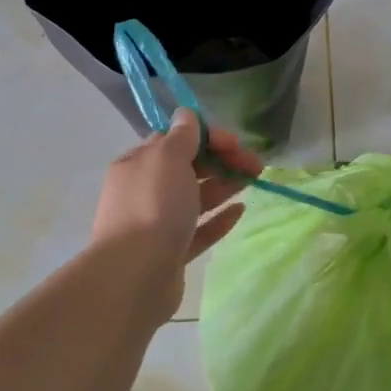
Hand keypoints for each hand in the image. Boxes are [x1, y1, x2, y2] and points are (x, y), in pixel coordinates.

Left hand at [92, 109, 262, 271]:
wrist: (135, 275)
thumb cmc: (153, 206)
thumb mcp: (168, 158)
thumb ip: (182, 136)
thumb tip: (186, 115)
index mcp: (137, 164)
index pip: (174, 140)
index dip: (207, 137)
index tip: (234, 143)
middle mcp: (144, 191)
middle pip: (188, 168)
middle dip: (222, 160)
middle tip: (254, 163)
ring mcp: (157, 224)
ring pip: (196, 197)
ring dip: (224, 184)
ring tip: (253, 180)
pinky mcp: (171, 253)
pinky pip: (199, 230)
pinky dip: (219, 218)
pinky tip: (240, 210)